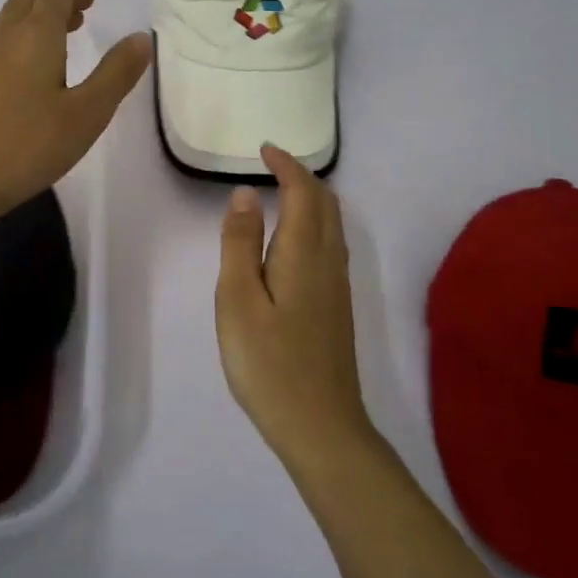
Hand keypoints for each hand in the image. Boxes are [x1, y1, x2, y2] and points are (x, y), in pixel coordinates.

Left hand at [0, 0, 150, 219]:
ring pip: (14, 16)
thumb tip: (140, 37)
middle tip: (86, 2)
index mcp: (36, 36)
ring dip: (41, 11)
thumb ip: (116, 73)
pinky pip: (4, 36)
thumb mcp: (87, 112)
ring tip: (69, 26)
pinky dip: (27, 31)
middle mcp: (6, 36)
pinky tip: (38, 61)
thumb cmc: (29, 144)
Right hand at [215, 145, 372, 468]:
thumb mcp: (238, 300)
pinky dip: (314, 222)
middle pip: (326, 203)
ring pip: (333, 224)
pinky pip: (331, 244)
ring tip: (282, 193)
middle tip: (272, 165)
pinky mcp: (338, 306)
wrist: (321, 427)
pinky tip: (294, 241)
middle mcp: (329, 260)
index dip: (286, 165)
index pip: (304, 191)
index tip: (264, 149)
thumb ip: (240, 244)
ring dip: (311, 198)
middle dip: (301, 176)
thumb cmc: (269, 362)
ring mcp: (338, 286)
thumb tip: (247, 195)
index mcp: (304, 252)